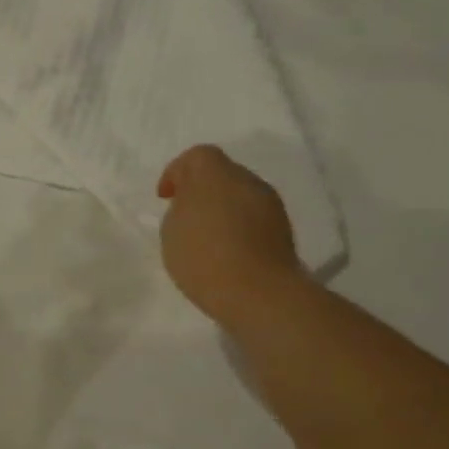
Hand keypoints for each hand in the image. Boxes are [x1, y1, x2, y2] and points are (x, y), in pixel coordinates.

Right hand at [157, 145, 304, 327]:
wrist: (257, 292)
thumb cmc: (203, 256)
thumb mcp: (171, 229)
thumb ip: (180, 207)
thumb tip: (193, 204)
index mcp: (216, 174)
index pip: (197, 156)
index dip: (176, 172)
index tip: (164, 198)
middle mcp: (247, 181)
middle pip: (221, 173)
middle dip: (200, 189)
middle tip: (184, 216)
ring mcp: (270, 204)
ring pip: (239, 195)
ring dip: (221, 208)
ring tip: (205, 236)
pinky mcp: (283, 229)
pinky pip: (253, 216)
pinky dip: (238, 225)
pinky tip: (226, 250)